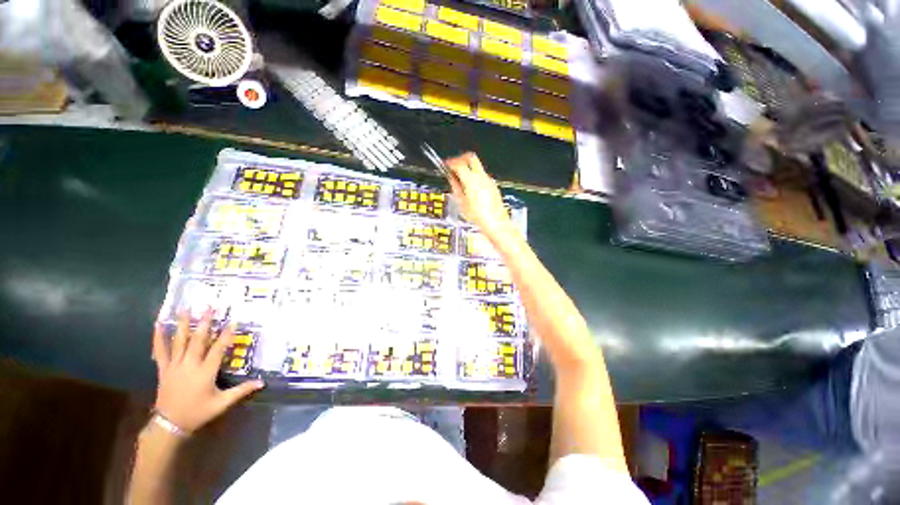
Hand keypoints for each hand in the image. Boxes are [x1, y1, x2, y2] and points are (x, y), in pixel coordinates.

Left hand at [151, 312, 262, 433]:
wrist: (170, 424)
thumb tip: (262, 382)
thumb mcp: (222, 403)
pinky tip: (157, 324)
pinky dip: (158, 337)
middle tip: (208, 307)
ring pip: (179, 342)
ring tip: (185, 309)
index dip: (226, 335)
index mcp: (205, 372)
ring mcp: (174, 366)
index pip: (218, 349)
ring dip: (182, 324)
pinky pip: (160, 351)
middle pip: (198, 340)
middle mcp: (189, 365)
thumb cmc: (198, 412)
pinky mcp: (164, 369)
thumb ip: (241, 391)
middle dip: (204, 323)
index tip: (232, 321)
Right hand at [445, 152, 511, 238]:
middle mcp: (481, 177)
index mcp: (471, 180)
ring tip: (461, 180)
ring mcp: (489, 180)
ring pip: (477, 166)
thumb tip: (452, 179)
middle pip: (471, 157)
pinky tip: (471, 187)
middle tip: (454, 165)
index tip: (446, 165)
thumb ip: (456, 187)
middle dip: (461, 159)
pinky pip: (483, 176)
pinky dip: (475, 177)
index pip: (458, 164)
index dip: (451, 163)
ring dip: (468, 168)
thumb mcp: (461, 203)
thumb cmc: (479, 216)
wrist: (495, 222)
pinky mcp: (493, 185)